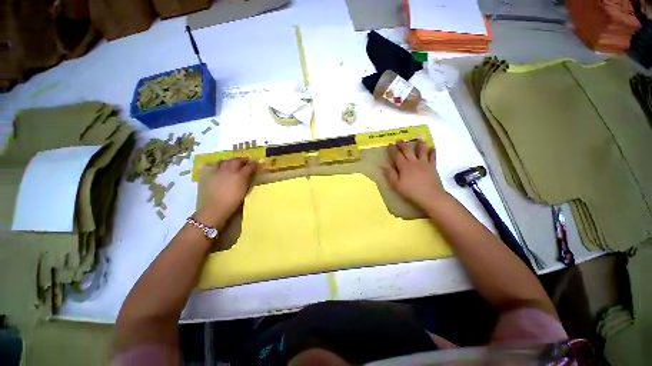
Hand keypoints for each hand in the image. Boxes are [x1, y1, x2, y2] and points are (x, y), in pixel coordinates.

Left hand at [196, 158, 256, 226]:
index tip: (256, 163)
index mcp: (241, 175)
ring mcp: (220, 171)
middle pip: (237, 160)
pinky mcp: (212, 173)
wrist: (216, 206)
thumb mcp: (245, 190)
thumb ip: (247, 180)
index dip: (253, 164)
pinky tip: (223, 167)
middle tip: (246, 162)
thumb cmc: (234, 201)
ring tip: (234, 163)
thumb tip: (249, 174)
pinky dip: (221, 163)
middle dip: (243, 160)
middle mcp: (231, 170)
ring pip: (227, 160)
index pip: (249, 166)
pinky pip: (217, 164)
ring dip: (232, 160)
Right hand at [383, 140, 446, 207]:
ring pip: (422, 150)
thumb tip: (383, 165)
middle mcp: (414, 161)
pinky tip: (432, 148)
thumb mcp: (397, 185)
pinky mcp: (432, 166)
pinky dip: (432, 151)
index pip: (396, 155)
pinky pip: (433, 156)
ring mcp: (424, 163)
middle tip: (399, 140)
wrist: (430, 196)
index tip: (389, 144)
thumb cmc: (411, 191)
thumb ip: (390, 174)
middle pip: (407, 150)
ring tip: (418, 139)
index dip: (392, 149)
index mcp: (404, 166)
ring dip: (419, 144)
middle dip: (402, 145)